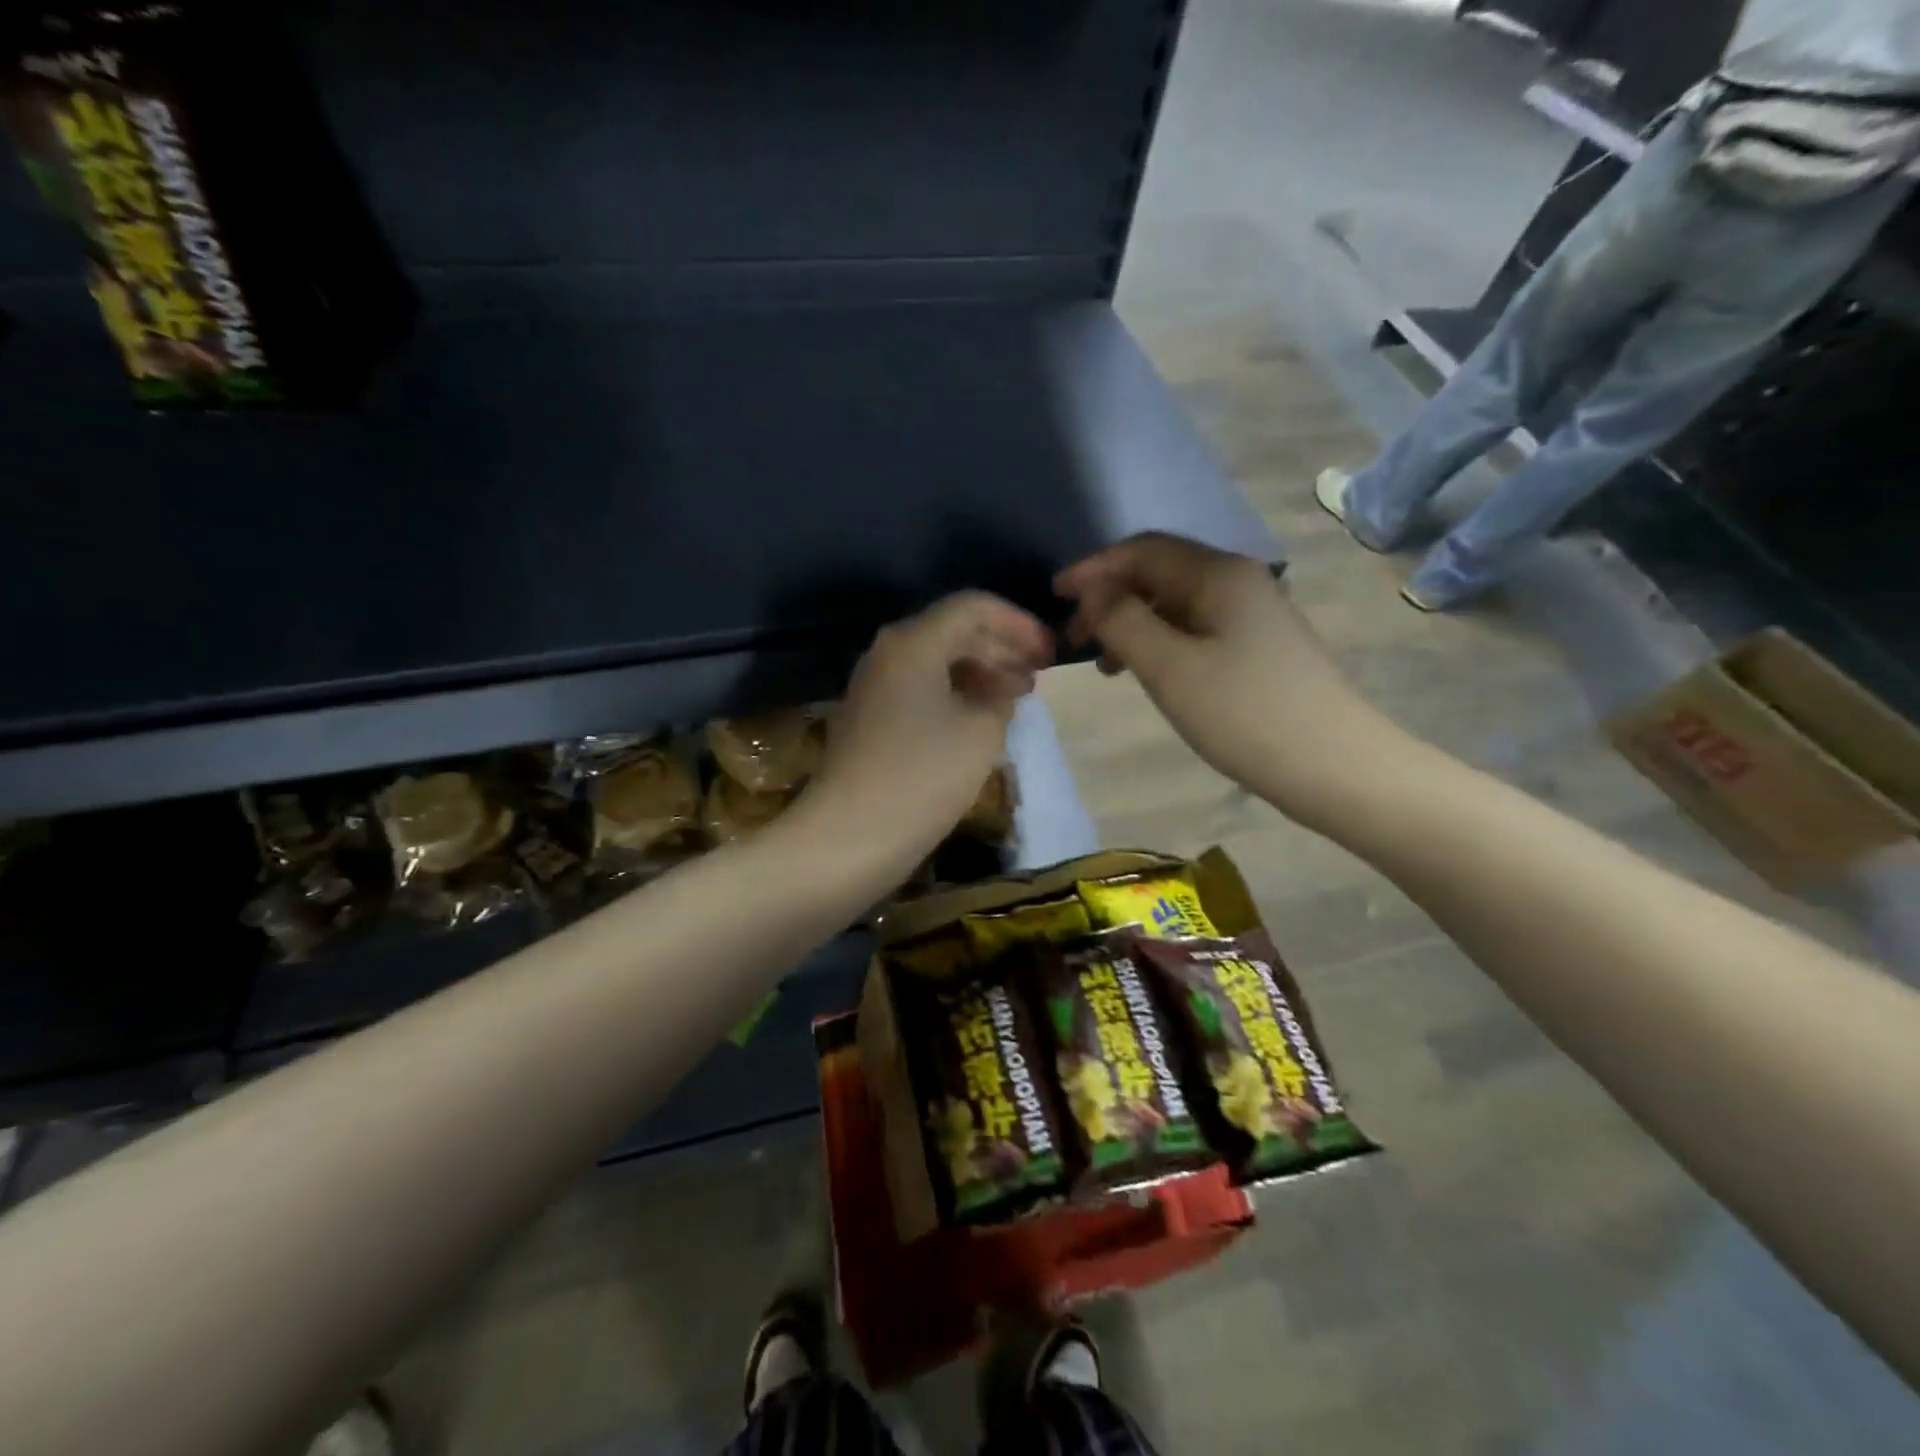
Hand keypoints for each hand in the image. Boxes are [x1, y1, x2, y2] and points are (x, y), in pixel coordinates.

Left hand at [805, 592, 1053, 870]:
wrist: (852, 834)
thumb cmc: (924, 776)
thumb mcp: (981, 731)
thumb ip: (1001, 696)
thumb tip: (1001, 688)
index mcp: (914, 642)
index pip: (973, 607)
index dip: (1018, 623)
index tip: (1049, 652)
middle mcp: (889, 652)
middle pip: (953, 631)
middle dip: (1001, 648)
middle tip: (1038, 676)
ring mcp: (875, 685)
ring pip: (937, 661)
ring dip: (980, 672)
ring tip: (1017, 697)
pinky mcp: (871, 717)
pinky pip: (921, 688)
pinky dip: (956, 694)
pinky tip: (981, 718)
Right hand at [1055, 533, 1396, 820]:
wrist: (1334, 765)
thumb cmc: (1243, 713)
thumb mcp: (1169, 667)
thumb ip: (1122, 620)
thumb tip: (1093, 591)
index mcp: (1219, 574)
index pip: (1142, 550)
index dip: (1093, 568)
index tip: (1054, 596)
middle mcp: (1238, 581)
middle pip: (1160, 572)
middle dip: (1110, 598)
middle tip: (1074, 638)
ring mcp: (1253, 613)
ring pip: (1176, 603)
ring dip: (1132, 622)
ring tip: (1105, 664)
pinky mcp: (1258, 645)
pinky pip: (1195, 628)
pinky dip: (1160, 641)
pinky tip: (1147, 671)